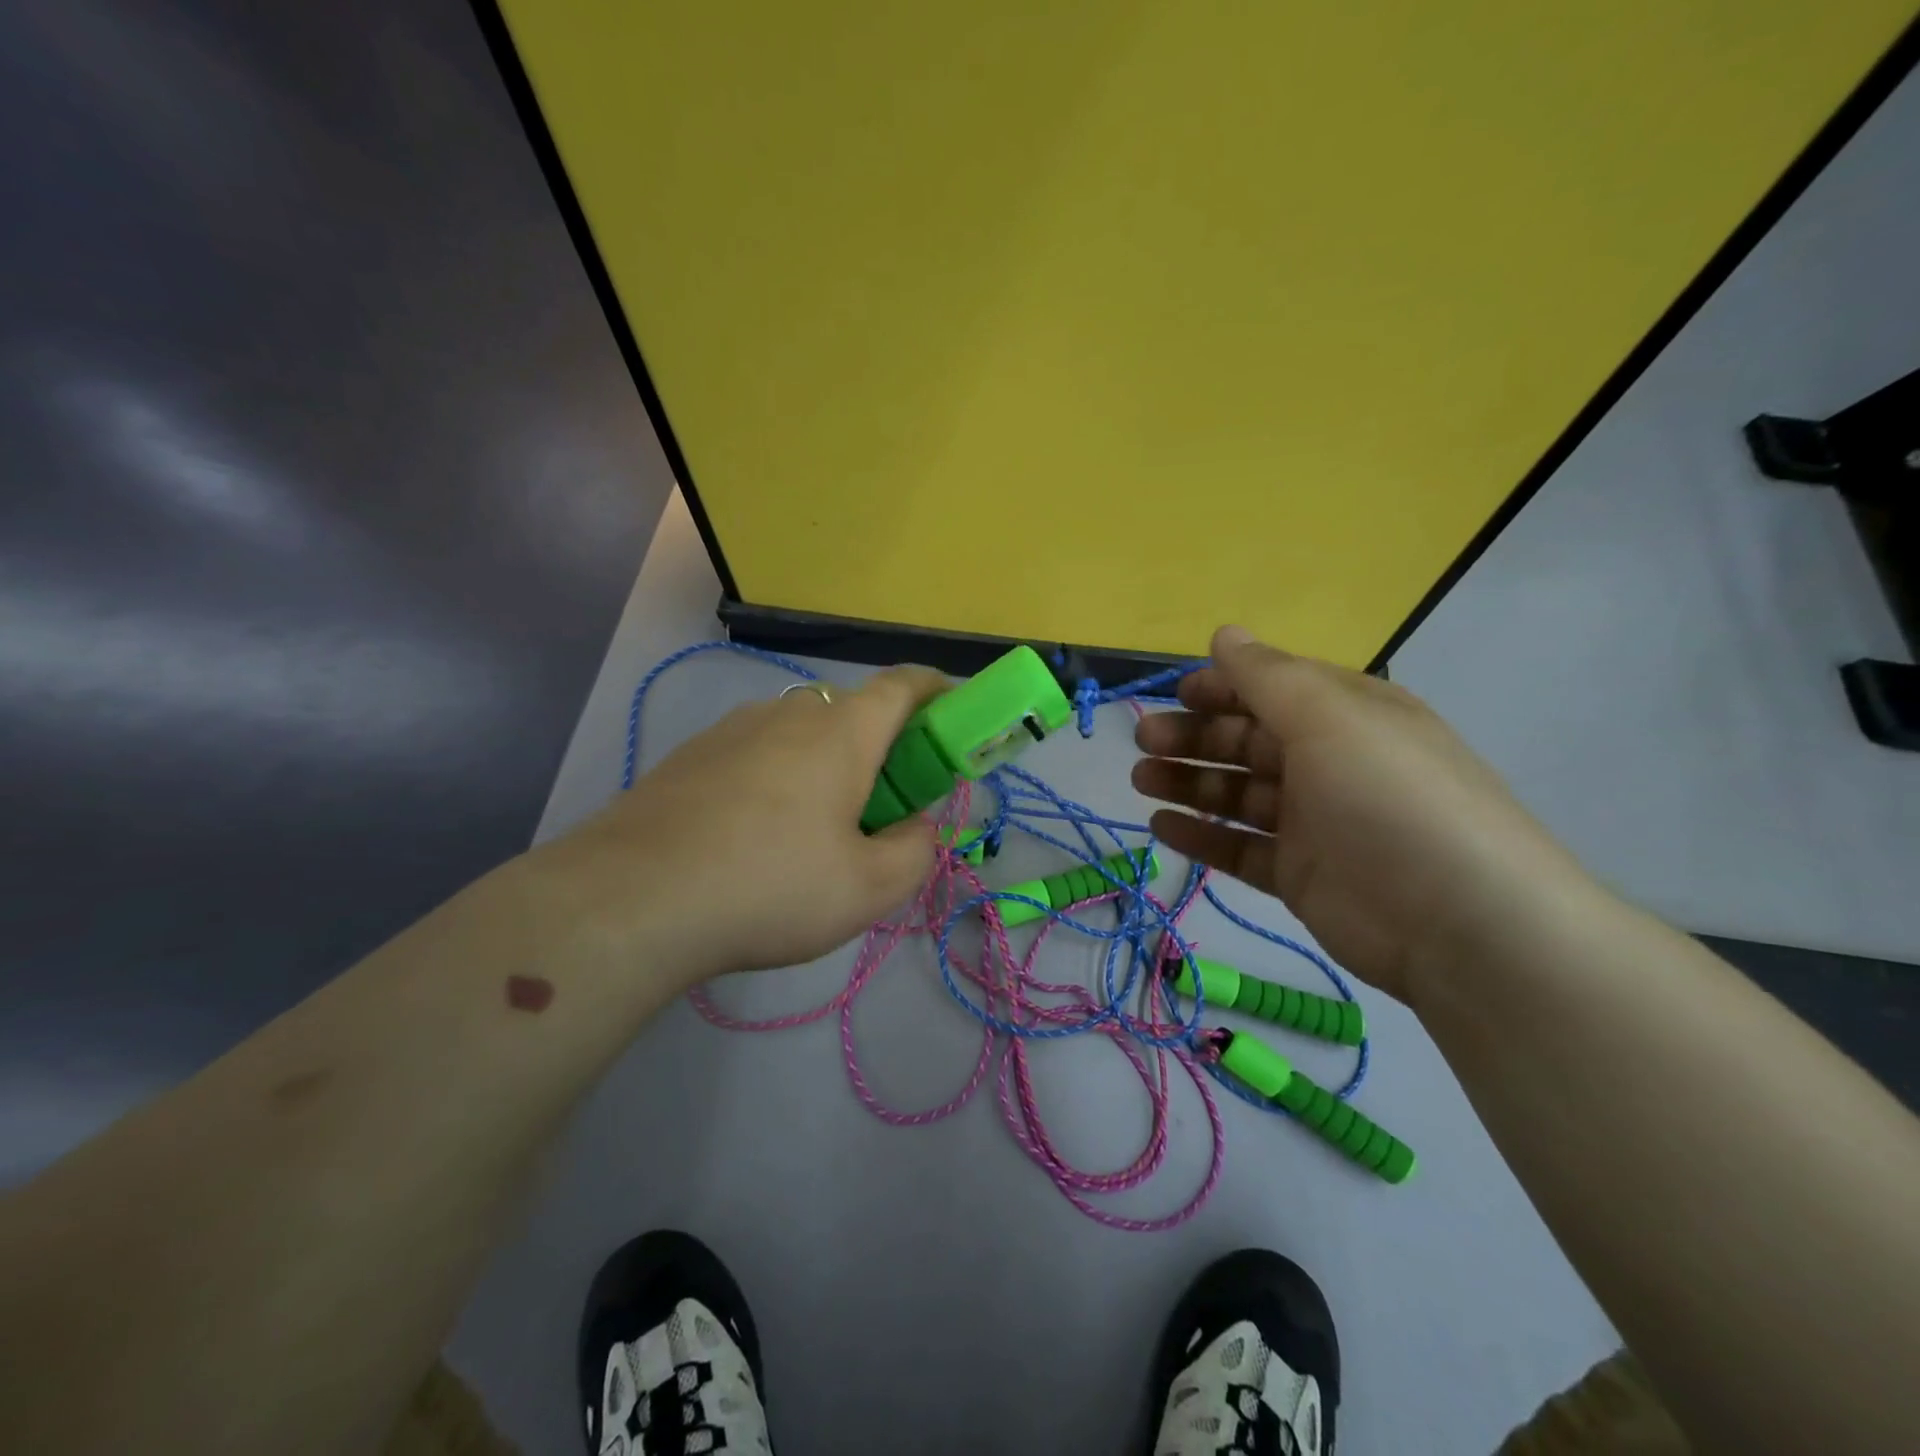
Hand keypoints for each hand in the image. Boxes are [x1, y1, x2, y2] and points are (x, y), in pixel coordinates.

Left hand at [527, 666, 946, 984]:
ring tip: (815, 830)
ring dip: (826, 764)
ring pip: (801, 733)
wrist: (631, 899)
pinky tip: (756, 837)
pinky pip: (756, 753)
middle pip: (853, 712)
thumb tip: (916, 826)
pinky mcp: (691, 755)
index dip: (937, 690)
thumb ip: (915, 851)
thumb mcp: (868, 889)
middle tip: (883, 806)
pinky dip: (778, 778)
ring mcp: (732, 729)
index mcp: (842, 732)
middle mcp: (788, 713)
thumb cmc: (770, 886)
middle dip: (883, 747)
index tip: (954, 712)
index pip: (903, 685)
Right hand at [1132, 626, 1597, 1002]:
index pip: (1273, 688)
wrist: (1459, 921)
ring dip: (1187, 782)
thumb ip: (1267, 676)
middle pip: (1247, 740)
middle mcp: (1329, 762)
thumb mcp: (1329, 717)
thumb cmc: (1387, 796)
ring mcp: (1314, 822)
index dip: (1222, 687)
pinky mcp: (1300, 874)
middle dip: (1193, 735)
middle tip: (1144, 741)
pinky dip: (1200, 836)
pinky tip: (1161, 826)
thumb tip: (1224, 632)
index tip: (1174, 694)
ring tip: (1141, 780)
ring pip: (1236, 793)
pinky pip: (1239, 847)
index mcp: (1346, 714)